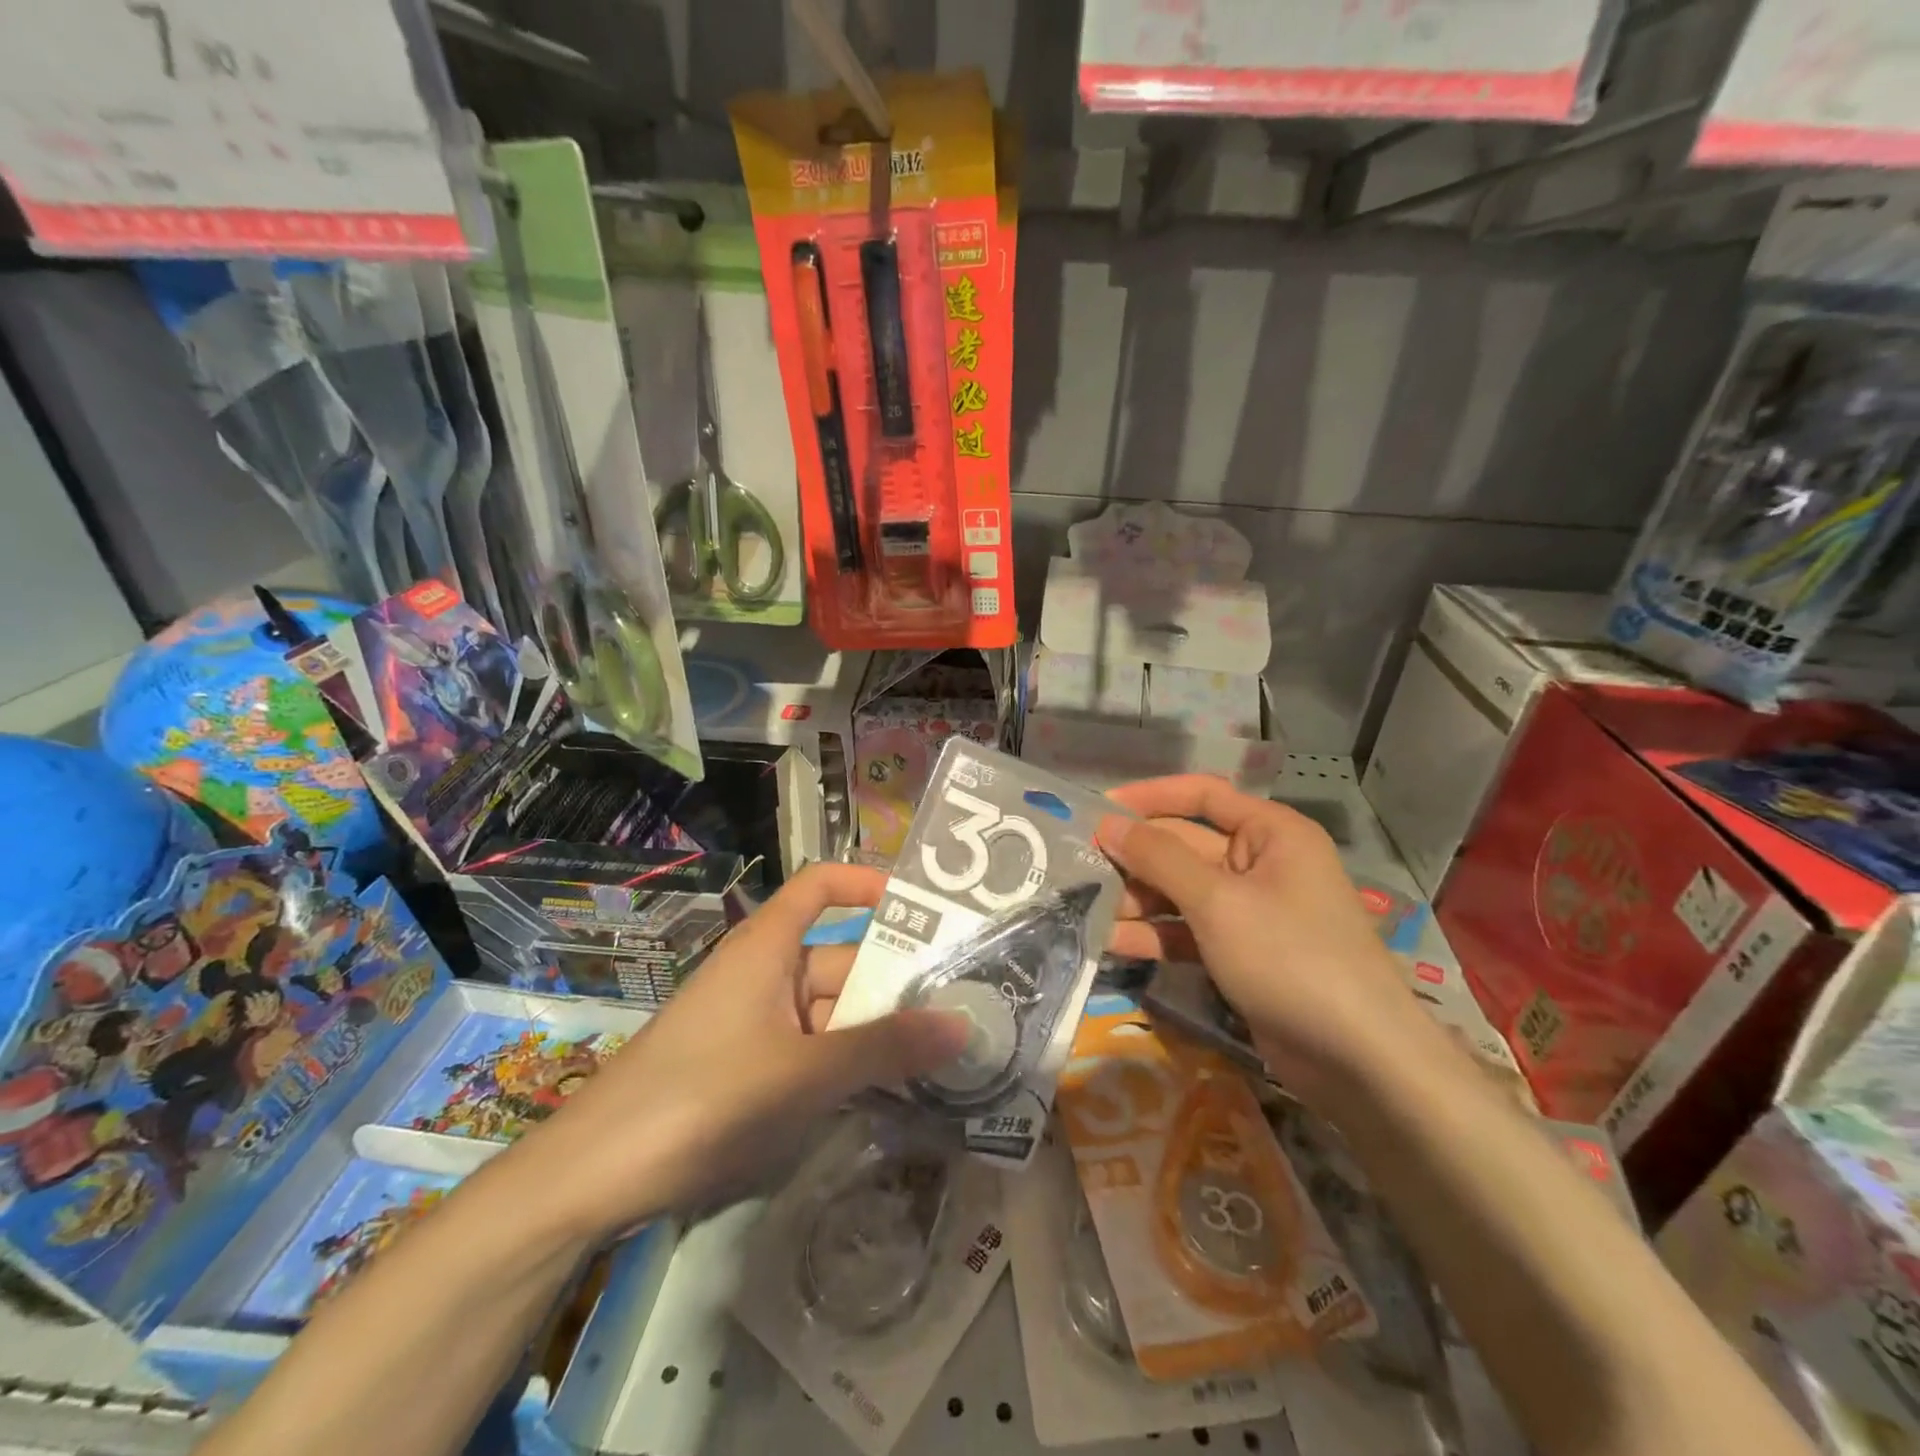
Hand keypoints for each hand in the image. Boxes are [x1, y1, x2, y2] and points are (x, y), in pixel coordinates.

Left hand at [518, 863, 970, 1239]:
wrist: (590, 1178)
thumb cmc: (703, 1097)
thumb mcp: (805, 1072)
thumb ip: (884, 1048)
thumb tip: (964, 1023)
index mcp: (768, 947)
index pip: (821, 886)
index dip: (866, 883)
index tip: (922, 908)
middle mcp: (763, 974)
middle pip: (839, 959)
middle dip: (893, 984)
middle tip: (964, 1010)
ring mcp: (753, 1023)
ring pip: (829, 1013)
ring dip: (875, 1033)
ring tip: (941, 1058)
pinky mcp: (745, 1069)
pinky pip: (810, 1051)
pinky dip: (845, 1065)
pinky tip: (886, 1095)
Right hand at [1100, 775, 1423, 1098]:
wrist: (1359, 1060)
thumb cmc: (1291, 956)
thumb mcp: (1218, 901)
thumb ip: (1159, 859)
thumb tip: (1108, 824)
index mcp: (1270, 833)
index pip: (1201, 796)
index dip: (1149, 797)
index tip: (1098, 810)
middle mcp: (1261, 864)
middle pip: (1184, 847)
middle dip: (1135, 858)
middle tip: (1078, 865)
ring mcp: (1250, 912)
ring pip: (1181, 893)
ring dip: (1137, 900)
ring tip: (1085, 907)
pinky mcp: (1240, 954)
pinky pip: (1188, 932)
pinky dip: (1154, 936)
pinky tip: (1110, 943)